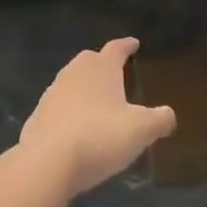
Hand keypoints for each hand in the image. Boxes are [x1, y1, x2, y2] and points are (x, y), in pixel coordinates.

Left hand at [18, 38, 176, 196]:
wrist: (46, 162)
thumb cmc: (99, 137)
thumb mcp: (140, 131)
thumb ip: (159, 120)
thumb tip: (169, 115)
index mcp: (101, 68)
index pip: (116, 48)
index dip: (127, 45)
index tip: (134, 44)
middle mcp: (75, 72)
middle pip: (90, 60)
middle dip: (103, 63)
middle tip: (116, 73)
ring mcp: (53, 93)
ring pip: (72, 81)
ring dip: (84, 88)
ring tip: (97, 102)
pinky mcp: (38, 115)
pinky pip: (58, 106)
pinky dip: (69, 110)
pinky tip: (76, 127)